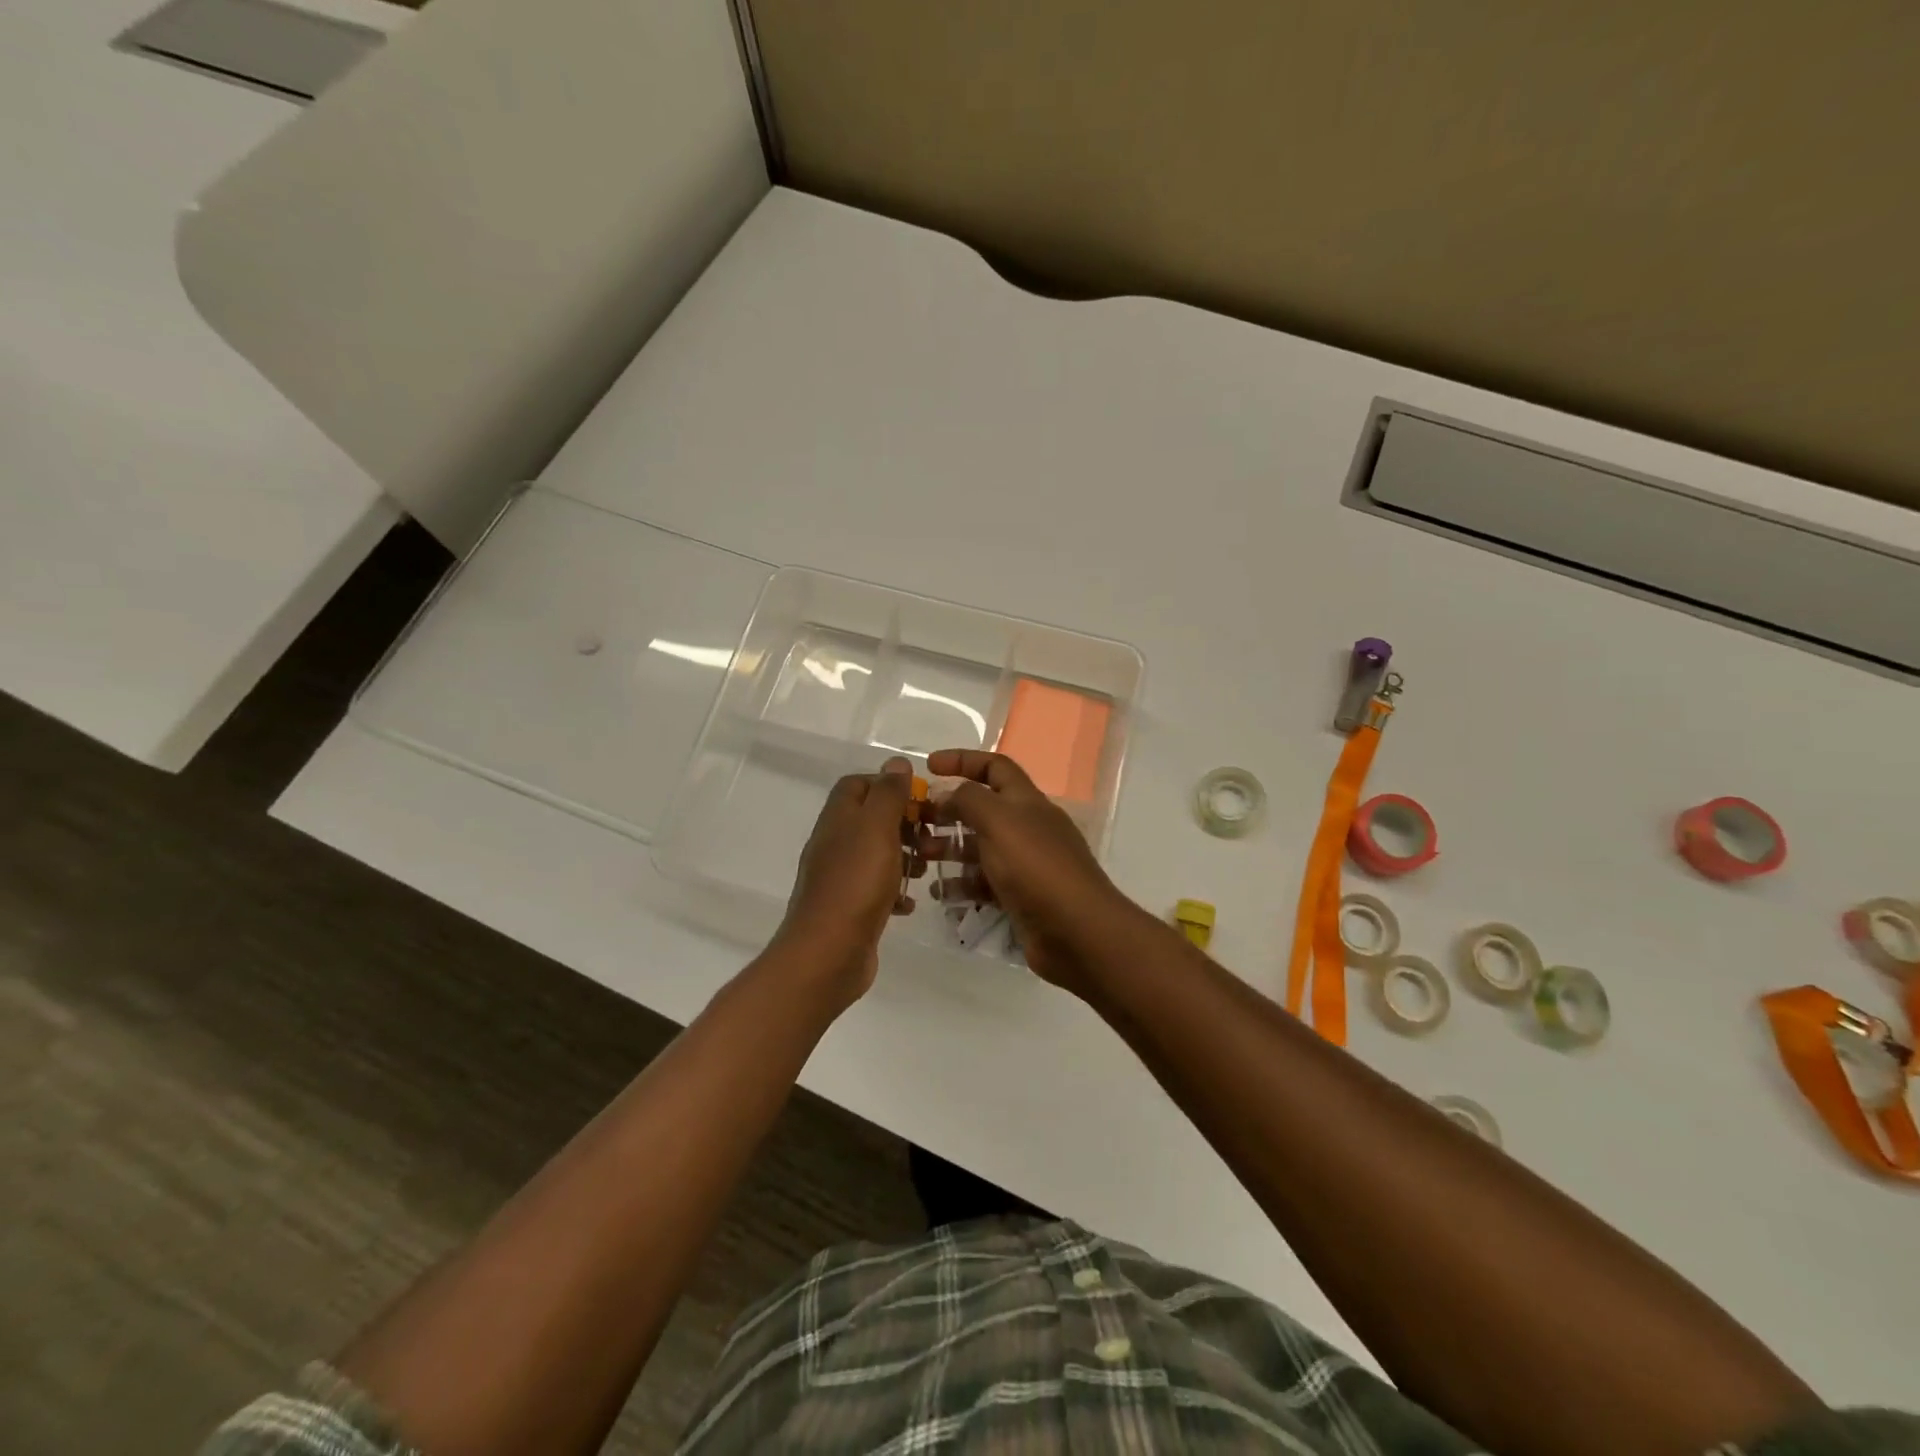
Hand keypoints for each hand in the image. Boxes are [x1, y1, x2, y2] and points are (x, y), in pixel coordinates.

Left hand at [773, 756, 920, 1002]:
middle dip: (904, 824)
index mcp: (838, 818)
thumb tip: (895, 762)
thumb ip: (888, 793)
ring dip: (904, 857)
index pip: (858, 785)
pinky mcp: (849, 908)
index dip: (888, 785)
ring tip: (926, 869)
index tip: (919, 799)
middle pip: (871, 819)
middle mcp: (835, 843)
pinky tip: (909, 903)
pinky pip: (876, 890)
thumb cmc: (856, 882)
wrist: (828, 952)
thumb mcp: (877, 828)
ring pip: (877, 854)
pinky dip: (895, 892)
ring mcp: (840, 877)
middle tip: (931, 837)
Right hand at [921, 749, 1136, 993]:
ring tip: (920, 858)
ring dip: (949, 849)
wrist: (1076, 930)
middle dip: (948, 811)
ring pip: (980, 848)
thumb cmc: (1035, 866)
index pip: (994, 767)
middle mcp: (1026, 827)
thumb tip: (946, 793)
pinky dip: (961, 884)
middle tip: (915, 821)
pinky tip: (940, 893)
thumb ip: (969, 799)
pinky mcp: (1019, 897)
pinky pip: (984, 883)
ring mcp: (1024, 864)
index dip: (962, 760)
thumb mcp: (999, 821)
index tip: (929, 766)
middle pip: (982, 809)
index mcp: (1026, 801)